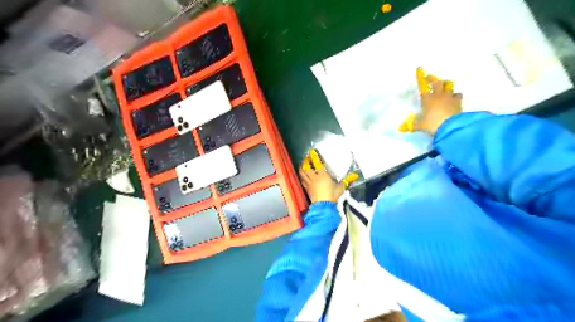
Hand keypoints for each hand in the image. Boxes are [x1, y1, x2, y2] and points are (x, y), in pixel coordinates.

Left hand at [298, 149, 347, 202]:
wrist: (324, 206)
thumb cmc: (333, 195)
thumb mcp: (341, 188)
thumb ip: (347, 181)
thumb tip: (355, 176)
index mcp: (323, 175)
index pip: (317, 164)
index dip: (314, 157)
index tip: (312, 152)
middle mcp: (314, 177)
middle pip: (306, 167)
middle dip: (305, 162)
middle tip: (306, 158)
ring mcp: (309, 183)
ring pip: (302, 173)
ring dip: (301, 168)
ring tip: (302, 165)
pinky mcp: (306, 189)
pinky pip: (302, 180)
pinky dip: (301, 176)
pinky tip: (302, 175)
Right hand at [414, 67, 461, 134]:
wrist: (451, 126)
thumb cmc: (432, 124)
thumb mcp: (420, 125)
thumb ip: (412, 125)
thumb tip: (401, 128)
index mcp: (427, 99)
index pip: (423, 86)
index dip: (421, 78)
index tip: (419, 69)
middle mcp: (438, 95)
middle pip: (437, 82)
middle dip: (433, 79)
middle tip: (430, 78)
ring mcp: (449, 97)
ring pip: (449, 86)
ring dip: (446, 85)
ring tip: (444, 87)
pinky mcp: (458, 102)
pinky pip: (457, 95)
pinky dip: (455, 95)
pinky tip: (453, 98)